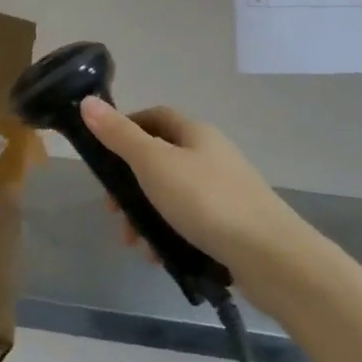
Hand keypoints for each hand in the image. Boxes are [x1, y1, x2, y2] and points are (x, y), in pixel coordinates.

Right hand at [79, 96, 313, 285]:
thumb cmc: (207, 201)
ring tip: (133, 242)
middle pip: (158, 159)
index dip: (125, 128)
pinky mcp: (231, 225)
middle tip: (112, 208)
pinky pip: (187, 222)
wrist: (274, 259)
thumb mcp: (153, 164)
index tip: (102, 153)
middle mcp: (211, 156)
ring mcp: (223, 192)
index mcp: (195, 134)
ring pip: (170, 195)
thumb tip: (87, 102)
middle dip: (129, 184)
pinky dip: (167, 235)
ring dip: (144, 215)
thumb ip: (118, 135)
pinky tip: (158, 256)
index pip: (154, 116)